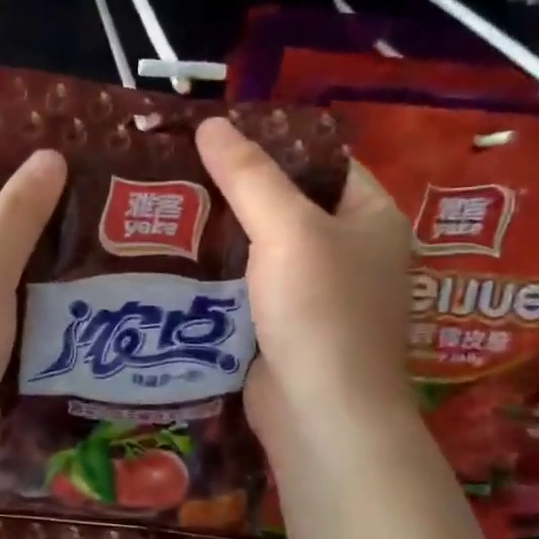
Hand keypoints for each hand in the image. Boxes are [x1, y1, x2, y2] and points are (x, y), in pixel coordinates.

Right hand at [196, 117, 413, 454]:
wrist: (321, 414)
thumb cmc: (321, 311)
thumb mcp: (288, 230)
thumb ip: (249, 175)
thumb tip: (211, 123)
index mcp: (371, 218)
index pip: (323, 163)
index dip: (275, 145)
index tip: (217, 138)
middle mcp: (350, 253)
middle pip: (289, 206)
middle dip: (237, 192)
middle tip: (180, 172)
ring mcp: (318, 296)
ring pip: (263, 251)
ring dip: (222, 236)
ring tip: (167, 209)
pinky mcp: (285, 329)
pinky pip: (249, 290)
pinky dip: (219, 277)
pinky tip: (176, 262)